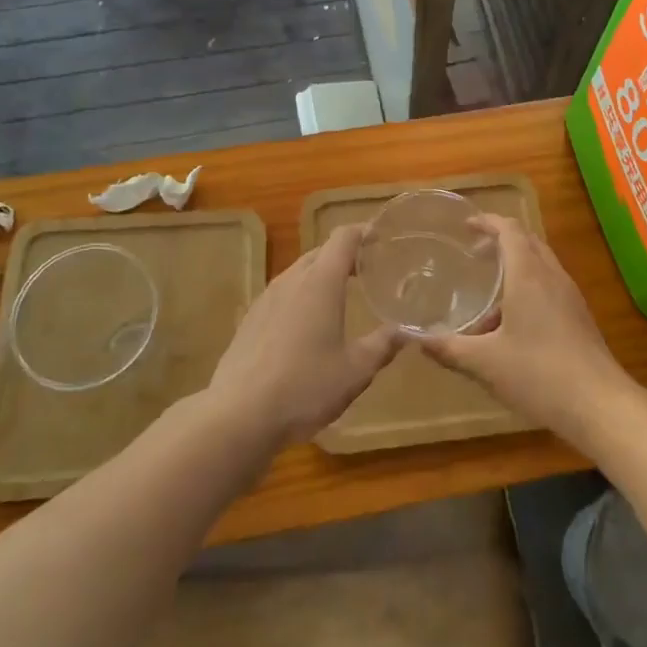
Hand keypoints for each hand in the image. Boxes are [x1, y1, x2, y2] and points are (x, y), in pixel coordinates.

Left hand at [207, 225, 401, 446]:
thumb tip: (409, 331)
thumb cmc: (304, 387)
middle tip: (370, 270)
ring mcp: (266, 297)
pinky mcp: (250, 319)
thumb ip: (384, 345)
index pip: (344, 237)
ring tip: (342, 295)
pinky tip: (308, 325)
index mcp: (321, 282)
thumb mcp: (355, 370)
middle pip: (322, 251)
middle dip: (346, 255)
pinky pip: (283, 293)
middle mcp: (292, 279)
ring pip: (300, 272)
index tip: (383, 238)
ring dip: (322, 275)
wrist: (238, 415)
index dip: (364, 231)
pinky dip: (302, 295)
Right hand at [417, 214, 640, 447]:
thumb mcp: (485, 363)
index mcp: (528, 275)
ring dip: (516, 265)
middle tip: (473, 253)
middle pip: (527, 240)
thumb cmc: (539, 375)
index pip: (509, 229)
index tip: (466, 226)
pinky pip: (550, 284)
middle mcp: (551, 276)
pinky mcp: (579, 316)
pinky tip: (513, 322)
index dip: (487, 222)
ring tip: (489, 292)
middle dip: (501, 240)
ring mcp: (570, 295)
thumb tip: (418, 339)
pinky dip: (529, 286)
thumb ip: (449, 349)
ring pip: (541, 263)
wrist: (599, 404)